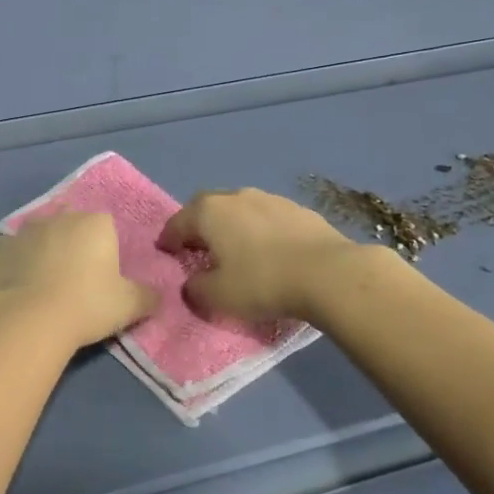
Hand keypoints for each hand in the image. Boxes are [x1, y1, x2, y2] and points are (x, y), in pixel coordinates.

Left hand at [0, 212, 157, 350]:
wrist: (30, 319)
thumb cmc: (87, 305)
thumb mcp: (129, 306)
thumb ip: (148, 296)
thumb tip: (157, 295)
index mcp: (96, 223)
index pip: (106, 227)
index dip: (106, 250)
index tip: (104, 277)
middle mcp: (61, 216)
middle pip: (72, 225)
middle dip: (75, 245)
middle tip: (77, 280)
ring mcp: (26, 229)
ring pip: (42, 235)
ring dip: (45, 251)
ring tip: (46, 284)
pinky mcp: (0, 247)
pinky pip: (14, 252)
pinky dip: (18, 264)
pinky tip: (21, 286)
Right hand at [158, 187, 358, 323]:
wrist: (328, 273)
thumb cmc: (262, 282)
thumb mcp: (218, 297)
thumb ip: (196, 289)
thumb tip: (191, 284)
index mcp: (209, 212)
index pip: (178, 223)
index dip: (168, 239)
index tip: (164, 251)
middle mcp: (235, 197)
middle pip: (206, 207)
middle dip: (197, 225)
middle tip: (196, 246)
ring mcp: (269, 199)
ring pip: (239, 209)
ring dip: (231, 225)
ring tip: (234, 248)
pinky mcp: (298, 209)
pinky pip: (267, 218)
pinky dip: (259, 230)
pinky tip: (268, 250)